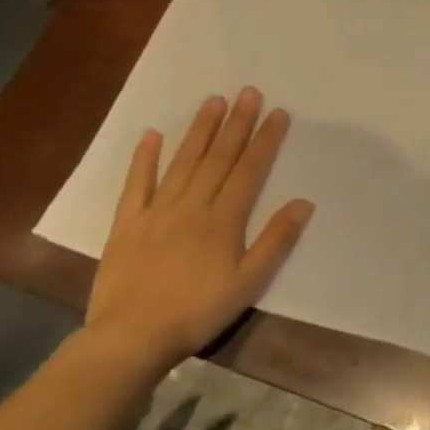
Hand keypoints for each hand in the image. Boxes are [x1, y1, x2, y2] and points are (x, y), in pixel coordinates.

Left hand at [84, 88, 312, 374]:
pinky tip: (153, 135)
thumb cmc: (197, 312)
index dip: (265, 140)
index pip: (249, 170)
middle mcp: (191, 205)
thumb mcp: (248, 283)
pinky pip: (136, 184)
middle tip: (248, 92)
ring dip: (200, 130)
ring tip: (213, 101)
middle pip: (218, 158)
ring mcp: (156, 211)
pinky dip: (144, 158)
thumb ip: (275, 241)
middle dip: (236, 124)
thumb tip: (303, 203)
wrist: (130, 337)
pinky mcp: (127, 223)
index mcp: (223, 220)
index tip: (277, 113)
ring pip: (183, 162)